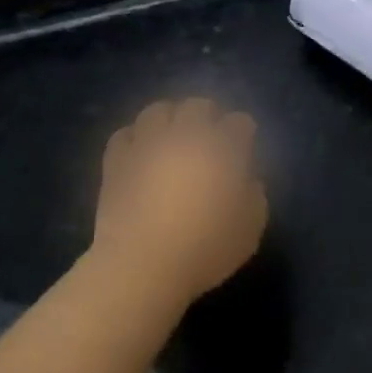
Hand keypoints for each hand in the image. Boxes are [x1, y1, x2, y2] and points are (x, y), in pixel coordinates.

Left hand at [92, 98, 267, 303]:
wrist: (142, 266)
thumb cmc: (204, 250)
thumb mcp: (250, 230)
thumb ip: (254, 196)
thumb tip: (246, 180)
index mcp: (222, 149)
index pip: (240, 123)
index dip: (243, 133)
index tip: (243, 147)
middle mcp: (185, 135)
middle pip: (198, 106)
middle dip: (208, 116)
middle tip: (209, 136)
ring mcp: (147, 144)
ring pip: (158, 111)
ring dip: (169, 118)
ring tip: (171, 136)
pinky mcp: (117, 161)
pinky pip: (124, 134)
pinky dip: (135, 138)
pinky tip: (140, 152)